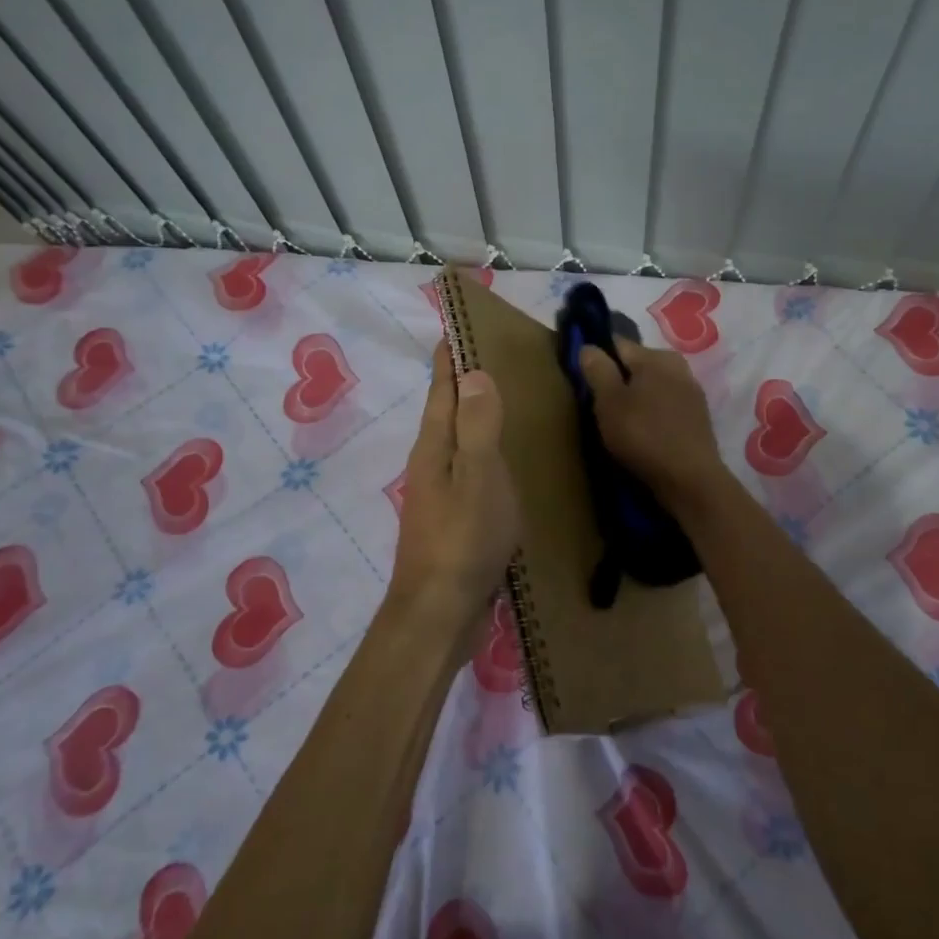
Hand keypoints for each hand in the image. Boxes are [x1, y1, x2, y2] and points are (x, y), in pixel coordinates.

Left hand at [387, 345, 521, 632]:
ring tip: (506, 399)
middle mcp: (431, 462)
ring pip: (457, 440)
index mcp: (435, 446)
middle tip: (496, 356)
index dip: (449, 355)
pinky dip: (484, 450)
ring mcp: (439, 492)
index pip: (442, 387)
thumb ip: (477, 426)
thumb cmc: (462, 540)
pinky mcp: (453, 518)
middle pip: (446, 410)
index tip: (458, 325)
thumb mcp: (477, 477)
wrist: (439, 613)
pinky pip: (469, 468)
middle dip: (464, 380)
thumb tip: (474, 373)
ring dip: (475, 415)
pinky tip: (505, 460)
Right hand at [578, 338, 731, 514]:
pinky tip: (645, 432)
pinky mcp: (698, 417)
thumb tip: (588, 346)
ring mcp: (692, 391)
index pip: (618, 343)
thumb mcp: (609, 402)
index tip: (584, 376)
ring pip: (654, 385)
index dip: (598, 356)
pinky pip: (667, 405)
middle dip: (619, 378)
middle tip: (601, 404)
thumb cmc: (644, 435)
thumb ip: (598, 370)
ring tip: (621, 421)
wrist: (691, 479)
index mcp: (655, 356)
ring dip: (638, 397)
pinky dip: (653, 413)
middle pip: (638, 364)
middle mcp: (678, 366)